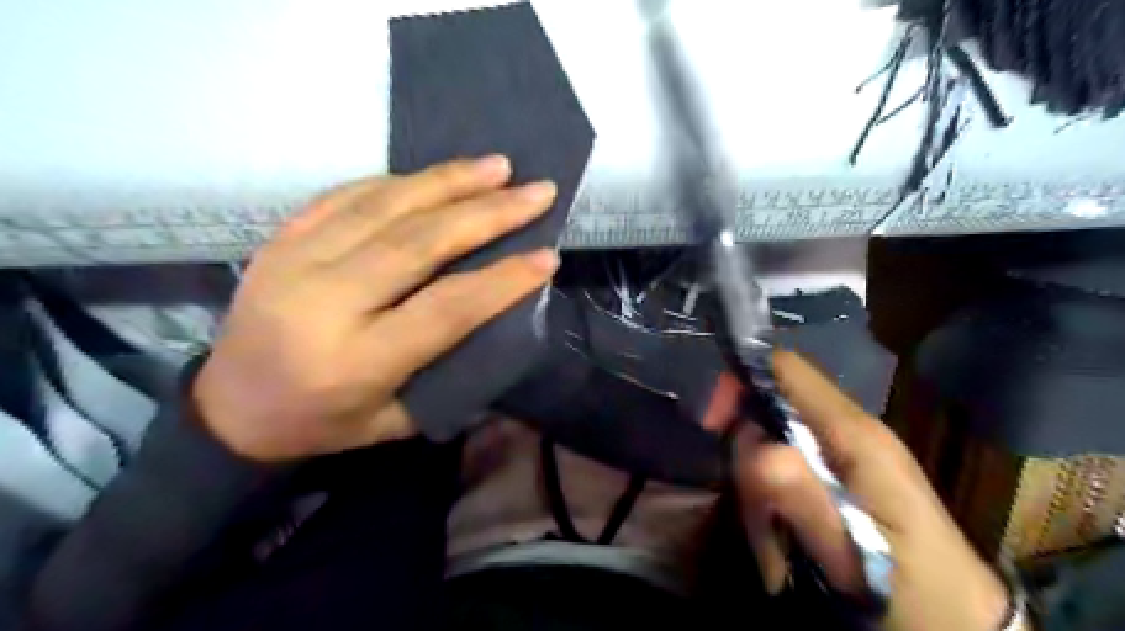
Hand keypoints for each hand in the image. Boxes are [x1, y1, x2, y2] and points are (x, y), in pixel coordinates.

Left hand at [195, 156, 561, 462]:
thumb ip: (450, 370)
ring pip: (384, 207)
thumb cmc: (324, 424)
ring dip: (448, 182)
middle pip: (418, 244)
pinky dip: (398, 181)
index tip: (548, 255)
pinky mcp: (280, 239)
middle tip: (535, 192)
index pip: (446, 307)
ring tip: (497, 166)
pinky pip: (347, 196)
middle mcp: (324, 303)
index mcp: (357, 361)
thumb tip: (501, 314)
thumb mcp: (397, 421)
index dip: (503, 280)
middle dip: (487, 213)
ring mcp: (295, 262)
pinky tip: (435, 175)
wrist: (227, 409)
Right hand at [736, 352, 1006, 630]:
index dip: (742, 382)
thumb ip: (804, 497)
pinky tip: (786, 542)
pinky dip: (774, 501)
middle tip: (757, 516)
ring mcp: (848, 454)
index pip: (786, 369)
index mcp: (855, 434)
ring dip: (760, 491)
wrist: (966, 627)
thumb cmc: (915, 592)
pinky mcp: (845, 477)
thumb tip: (754, 444)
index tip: (713, 425)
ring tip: (776, 547)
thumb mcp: (853, 555)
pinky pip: (788, 469)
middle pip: (772, 410)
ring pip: (775, 444)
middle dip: (748, 458)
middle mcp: (850, 432)